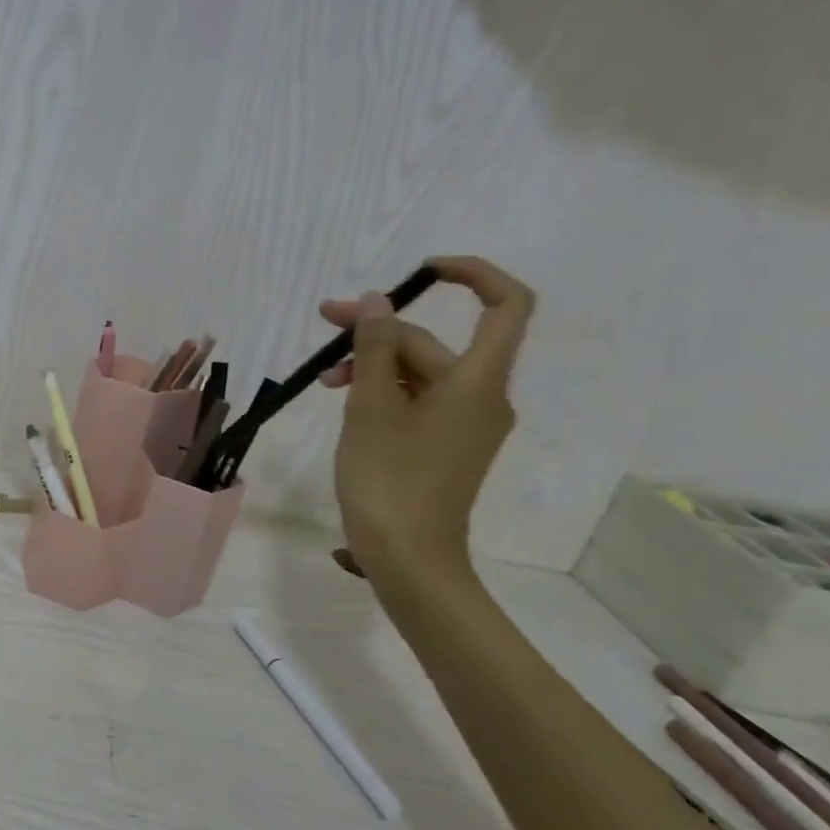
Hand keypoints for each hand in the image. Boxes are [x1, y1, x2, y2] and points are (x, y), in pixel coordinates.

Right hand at [317, 256, 533, 579]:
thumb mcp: (370, 406)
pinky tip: (345, 399)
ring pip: (420, 374)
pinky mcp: (446, 447)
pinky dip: (384, 392)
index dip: (472, 275)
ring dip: (373, 364)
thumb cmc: (389, 478)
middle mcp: (481, 397)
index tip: (421, 272)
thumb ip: (373, 348)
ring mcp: (465, 425)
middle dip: (380, 330)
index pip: (505, 305)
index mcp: (476, 381)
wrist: (408, 558)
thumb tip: (375, 302)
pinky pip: (418, 401)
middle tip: (325, 323)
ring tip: (323, 378)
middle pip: (434, 344)